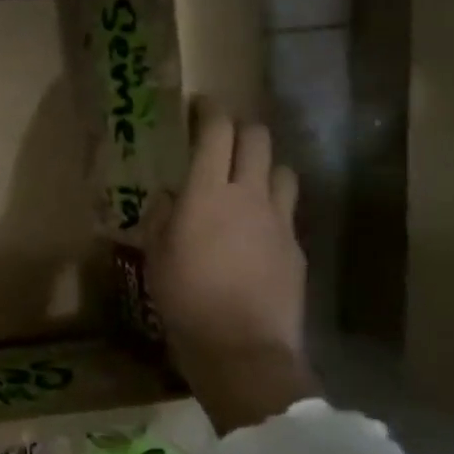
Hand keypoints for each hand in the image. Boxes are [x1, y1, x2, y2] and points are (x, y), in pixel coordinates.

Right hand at [144, 103, 316, 434]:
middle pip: (258, 139)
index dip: (209, 111)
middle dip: (240, 129)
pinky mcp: (297, 248)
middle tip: (220, 138)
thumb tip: (169, 199)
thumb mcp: (156, 256)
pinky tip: (255, 230)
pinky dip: (272, 207)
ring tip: (245, 181)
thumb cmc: (185, 299)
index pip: (217, 132)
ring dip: (264, 166)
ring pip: (282, 171)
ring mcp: (280, 221)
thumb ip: (162, 218)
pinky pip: (287, 212)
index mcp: (209, 193)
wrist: (242, 348)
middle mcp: (250, 195)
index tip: (199, 105)